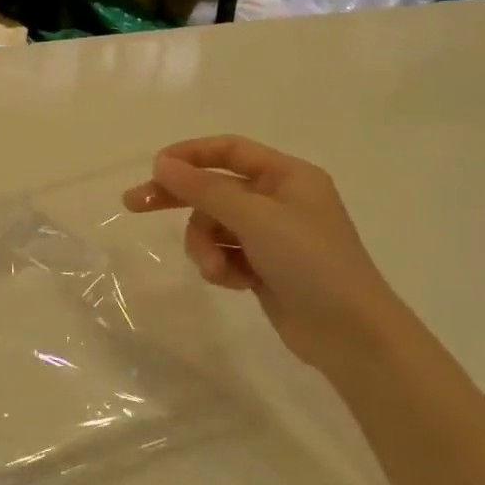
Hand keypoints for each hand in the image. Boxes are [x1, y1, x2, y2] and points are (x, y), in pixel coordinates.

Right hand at [123, 135, 408, 368]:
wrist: (351, 334)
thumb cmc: (310, 262)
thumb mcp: (255, 218)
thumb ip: (205, 189)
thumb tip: (162, 163)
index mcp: (287, 176)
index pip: (229, 150)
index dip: (190, 154)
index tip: (154, 169)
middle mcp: (279, 199)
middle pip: (215, 188)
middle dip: (179, 199)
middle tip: (133, 204)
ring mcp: (272, 236)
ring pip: (214, 227)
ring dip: (206, 246)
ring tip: (217, 270)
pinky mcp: (264, 267)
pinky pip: (225, 254)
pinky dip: (223, 266)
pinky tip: (235, 283)